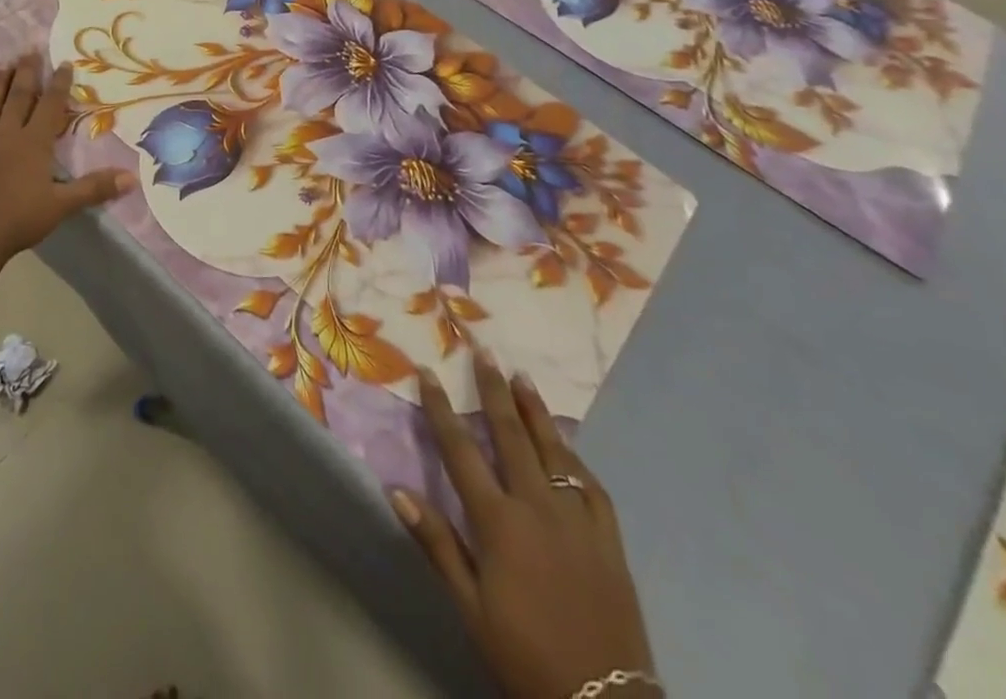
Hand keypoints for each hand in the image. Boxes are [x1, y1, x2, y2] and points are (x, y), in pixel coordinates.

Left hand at [0, 58, 133, 264]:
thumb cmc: (19, 221)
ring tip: (3, 63)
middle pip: (18, 98)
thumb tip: (132, 177)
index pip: (49, 106)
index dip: (58, 83)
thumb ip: (95, 188)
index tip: (64, 61)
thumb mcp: (62, 206)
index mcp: (33, 144)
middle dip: (27, 73)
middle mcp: (6, 135)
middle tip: (30, 49)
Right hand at [391, 350, 657, 698]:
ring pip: (553, 450)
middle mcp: (537, 507)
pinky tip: (566, 444)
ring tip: (522, 376)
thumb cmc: (524, 654)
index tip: (429, 372)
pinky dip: (575, 458)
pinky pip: (591, 486)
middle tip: (484, 350)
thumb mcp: (470, 607)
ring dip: (534, 410)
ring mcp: (578, 520)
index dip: (442, 408)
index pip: (461, 450)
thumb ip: (436, 543)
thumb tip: (396, 489)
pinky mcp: (609, 540)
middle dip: (493, 390)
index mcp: (498, 522)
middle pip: (510, 435)